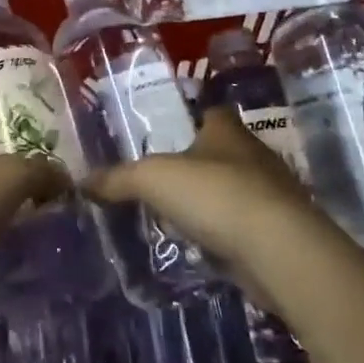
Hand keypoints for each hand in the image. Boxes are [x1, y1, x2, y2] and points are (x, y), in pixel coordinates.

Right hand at [86, 107, 333, 299]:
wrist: (278, 250)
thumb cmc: (214, 194)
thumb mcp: (153, 179)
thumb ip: (118, 179)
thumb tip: (83, 181)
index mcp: (227, 131)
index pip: (212, 112)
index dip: (193, 118)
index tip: (170, 132)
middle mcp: (254, 156)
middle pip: (224, 152)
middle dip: (200, 163)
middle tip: (166, 179)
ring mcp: (273, 196)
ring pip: (237, 190)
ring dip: (215, 202)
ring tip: (181, 216)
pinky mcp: (281, 233)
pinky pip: (247, 227)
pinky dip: (228, 235)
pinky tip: (206, 247)